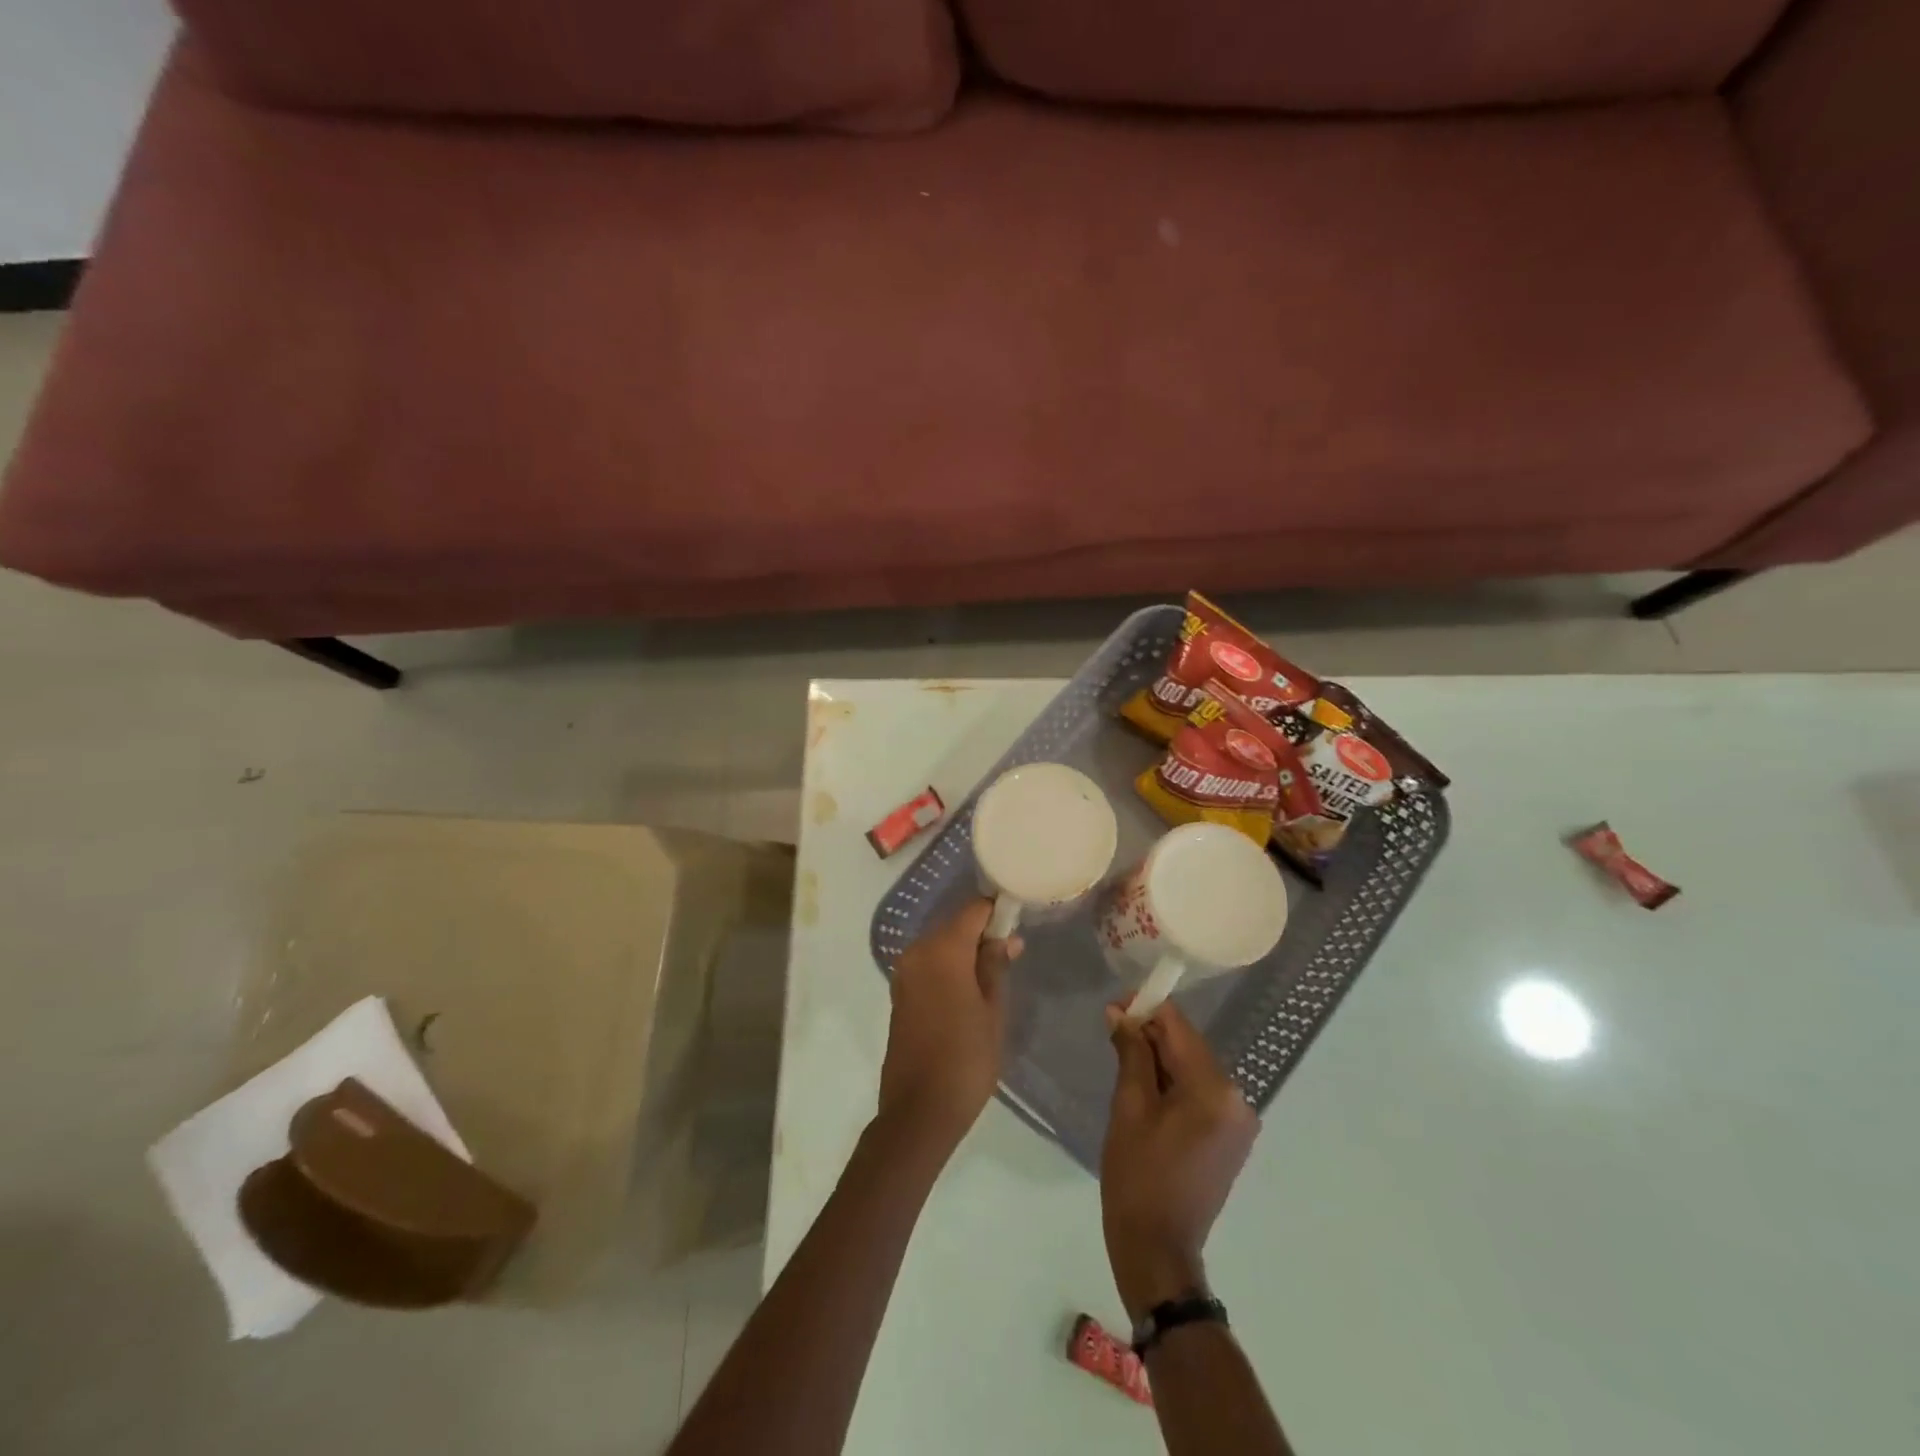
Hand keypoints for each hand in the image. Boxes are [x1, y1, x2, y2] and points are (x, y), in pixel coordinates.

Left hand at [878, 899, 1021, 1151]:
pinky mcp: (899, 993)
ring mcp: (904, 973)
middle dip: (982, 933)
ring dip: (965, 952)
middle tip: (1011, 955)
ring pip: (941, 945)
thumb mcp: (992, 1011)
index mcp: (942, 950)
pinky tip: (968, 991)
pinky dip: (949, 968)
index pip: (974, 910)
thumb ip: (996, 966)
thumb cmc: (966, 1059)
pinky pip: (929, 966)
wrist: (918, 1112)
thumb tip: (1005, 937)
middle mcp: (917, 952)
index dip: (998, 912)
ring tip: (994, 977)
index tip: (1019, 923)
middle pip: (955, 925)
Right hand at [1100, 1001, 1257, 1320]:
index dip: (1146, 1008)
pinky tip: (1146, 1090)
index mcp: (1214, 1090)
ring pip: (1193, 1067)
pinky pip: (1201, 1092)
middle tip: (1112, 1032)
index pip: (1179, 1027)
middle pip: (1189, 1046)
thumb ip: (1130, 1052)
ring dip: (1160, 1059)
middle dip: (1151, 1034)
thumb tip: (1120, 1012)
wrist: (1158, 1250)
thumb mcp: (1128, 1108)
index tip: (1114, 1007)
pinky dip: (1174, 1083)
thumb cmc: (1137, 1177)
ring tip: (1123, 1061)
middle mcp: (1237, 1099)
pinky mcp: (1231, 1137)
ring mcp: (1238, 1120)